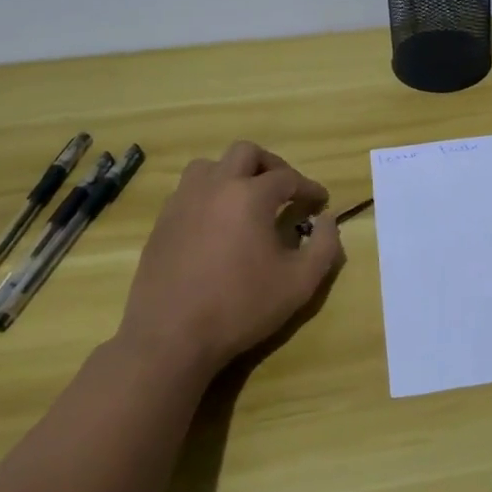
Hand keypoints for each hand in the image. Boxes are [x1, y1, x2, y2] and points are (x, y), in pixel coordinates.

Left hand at [118, 142, 343, 375]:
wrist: (170, 338)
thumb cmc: (241, 307)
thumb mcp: (300, 282)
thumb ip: (325, 246)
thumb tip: (328, 220)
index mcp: (250, 196)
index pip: (288, 177)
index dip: (309, 187)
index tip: (321, 202)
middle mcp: (215, 187)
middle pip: (246, 153)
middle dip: (272, 165)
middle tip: (285, 190)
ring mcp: (183, 202)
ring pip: (210, 165)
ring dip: (234, 173)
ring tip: (248, 199)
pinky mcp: (162, 222)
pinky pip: (189, 191)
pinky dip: (209, 194)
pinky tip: (218, 223)